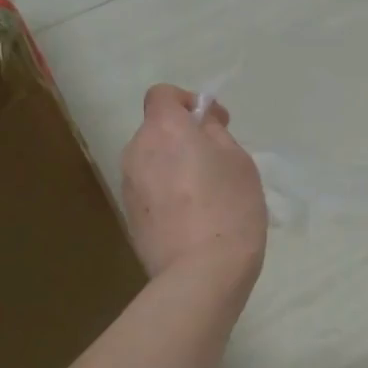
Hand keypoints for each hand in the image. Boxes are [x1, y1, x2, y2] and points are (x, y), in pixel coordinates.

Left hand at [121, 86, 266, 287]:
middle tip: (216, 164)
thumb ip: (217, 134)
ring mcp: (128, 185)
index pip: (163, 95)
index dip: (188, 103)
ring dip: (173, 168)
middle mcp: (137, 151)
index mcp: (164, 130)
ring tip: (204, 196)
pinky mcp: (128, 216)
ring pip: (152, 163)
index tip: (213, 124)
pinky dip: (166, 194)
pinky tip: (191, 219)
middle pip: (157, 131)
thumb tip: (202, 124)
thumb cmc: (230, 209)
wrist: (201, 273)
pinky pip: (149, 191)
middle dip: (182, 139)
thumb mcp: (240, 162)